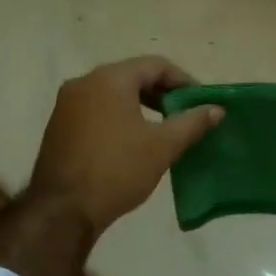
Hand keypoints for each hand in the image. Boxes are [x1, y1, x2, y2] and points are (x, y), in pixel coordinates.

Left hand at [27, 56, 223, 235]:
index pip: (156, 65)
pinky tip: (133, 143)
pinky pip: (97, 111)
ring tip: (163, 130)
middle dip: (162, 94)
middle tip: (185, 116)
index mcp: (110, 79)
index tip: (201, 103)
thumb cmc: (118, 169)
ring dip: (141, 107)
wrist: (63, 210)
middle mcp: (84, 83)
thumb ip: (192, 122)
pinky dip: (119, 118)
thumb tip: (216, 109)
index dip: (184, 81)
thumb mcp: (163, 146)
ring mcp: (67, 105)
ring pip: (113, 94)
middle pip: (133, 76)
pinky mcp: (59, 126)